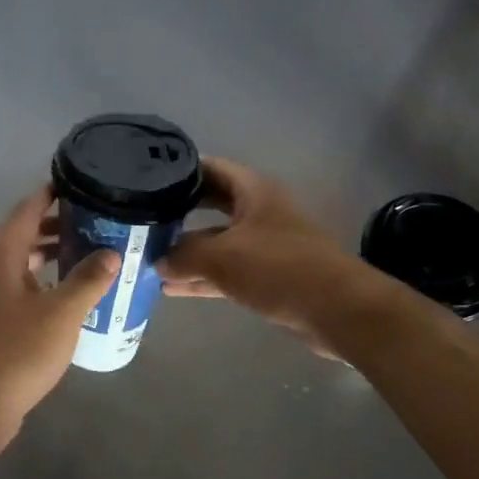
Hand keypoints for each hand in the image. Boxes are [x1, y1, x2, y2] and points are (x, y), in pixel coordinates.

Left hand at [0, 186, 120, 433]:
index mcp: (2, 254)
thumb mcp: (62, 312)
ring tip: (89, 251)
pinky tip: (70, 293)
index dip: (51, 193)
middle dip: (57, 223)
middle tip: (94, 219)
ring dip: (51, 253)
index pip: (27, 209)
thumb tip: (112, 252)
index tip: (81, 182)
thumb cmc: (17, 351)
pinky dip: (45, 279)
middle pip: (23, 232)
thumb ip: (88, 279)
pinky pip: (23, 285)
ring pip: (22, 261)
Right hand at [157, 157, 356, 347]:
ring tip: (146, 259)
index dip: (179, 171)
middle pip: (210, 205)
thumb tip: (158, 260)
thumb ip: (184, 255)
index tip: (146, 179)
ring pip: (216, 242)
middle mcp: (258, 211)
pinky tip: (171, 288)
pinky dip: (202, 277)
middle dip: (178, 214)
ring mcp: (263, 244)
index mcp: (253, 191)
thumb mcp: (222, 257)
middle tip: (142, 219)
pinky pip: (226, 270)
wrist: (337, 310)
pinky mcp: (266, 275)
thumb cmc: (279, 268)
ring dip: (186, 251)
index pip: (210, 168)